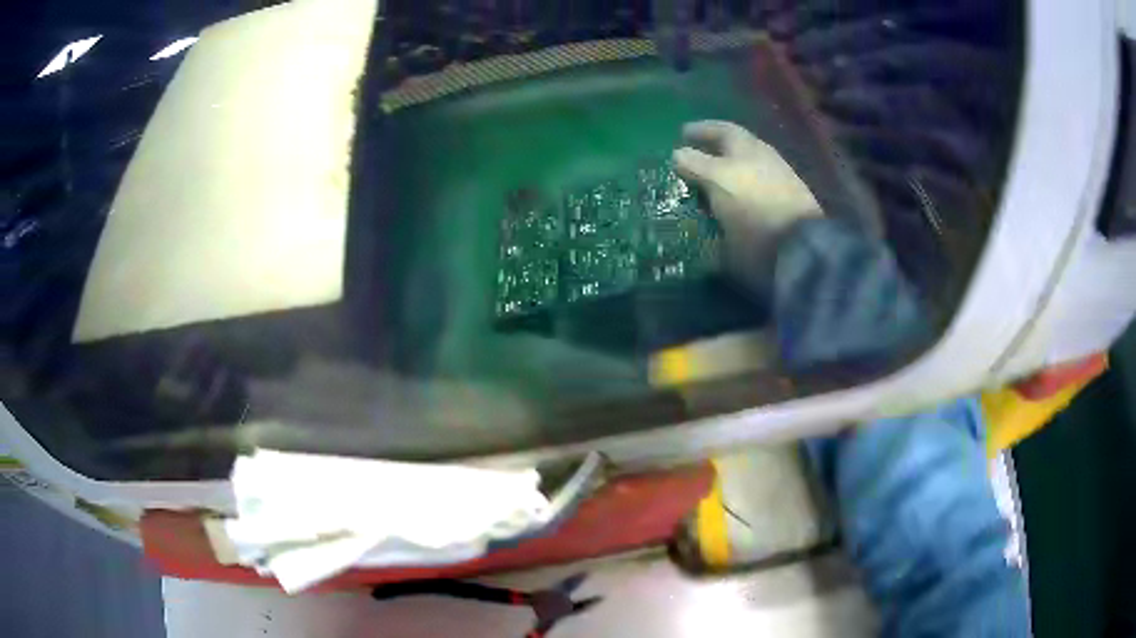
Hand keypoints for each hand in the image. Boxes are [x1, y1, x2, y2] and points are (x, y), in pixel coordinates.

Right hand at [672, 120, 821, 293]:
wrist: (799, 245)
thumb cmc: (753, 206)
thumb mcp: (717, 180)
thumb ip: (696, 164)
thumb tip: (678, 154)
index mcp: (748, 148)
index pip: (722, 130)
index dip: (702, 130)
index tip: (682, 134)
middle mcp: (764, 160)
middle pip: (735, 150)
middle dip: (712, 153)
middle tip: (692, 162)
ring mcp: (777, 184)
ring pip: (744, 172)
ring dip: (724, 176)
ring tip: (707, 187)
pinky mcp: (782, 210)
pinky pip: (752, 195)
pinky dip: (736, 196)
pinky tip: (729, 207)